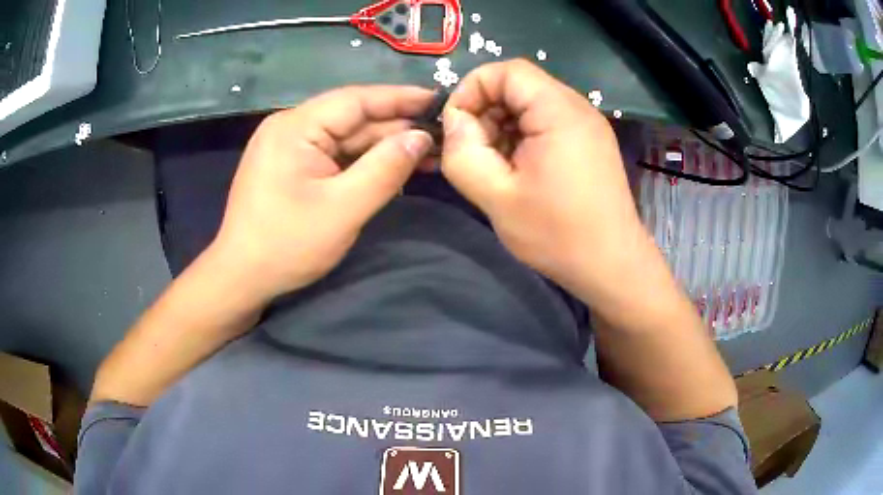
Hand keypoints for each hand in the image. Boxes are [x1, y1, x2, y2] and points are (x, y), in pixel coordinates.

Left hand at [211, 86, 433, 300]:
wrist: (241, 278)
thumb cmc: (287, 245)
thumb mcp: (343, 209)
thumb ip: (385, 169)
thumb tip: (421, 137)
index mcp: (295, 126)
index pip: (356, 100)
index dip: (401, 98)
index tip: (439, 100)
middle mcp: (290, 127)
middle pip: (352, 118)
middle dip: (396, 128)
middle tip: (441, 137)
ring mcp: (288, 147)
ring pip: (345, 138)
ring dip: (383, 147)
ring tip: (426, 155)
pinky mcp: (290, 166)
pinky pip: (334, 155)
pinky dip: (363, 162)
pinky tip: (391, 168)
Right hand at [441, 60, 648, 302]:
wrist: (611, 266)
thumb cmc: (557, 234)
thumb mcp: (497, 196)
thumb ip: (463, 152)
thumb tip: (453, 121)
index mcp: (558, 111)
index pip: (507, 71)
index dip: (472, 89)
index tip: (456, 126)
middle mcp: (577, 108)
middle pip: (519, 86)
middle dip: (486, 111)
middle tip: (473, 151)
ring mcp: (587, 125)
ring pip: (531, 105)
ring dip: (503, 126)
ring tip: (494, 165)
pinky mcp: (590, 143)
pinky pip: (547, 123)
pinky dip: (523, 137)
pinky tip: (517, 170)